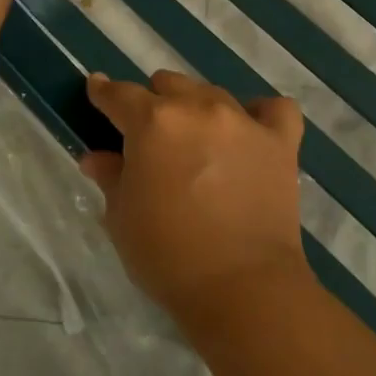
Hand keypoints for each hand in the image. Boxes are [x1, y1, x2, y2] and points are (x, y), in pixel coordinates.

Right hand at [80, 70, 308, 325]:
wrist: (243, 289)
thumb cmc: (168, 256)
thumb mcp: (121, 218)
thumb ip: (110, 177)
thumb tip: (96, 157)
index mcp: (152, 122)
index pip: (119, 95)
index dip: (104, 93)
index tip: (97, 90)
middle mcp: (197, 108)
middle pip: (168, 85)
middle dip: (153, 103)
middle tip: (151, 137)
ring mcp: (243, 121)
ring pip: (211, 93)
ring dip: (196, 108)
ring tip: (197, 140)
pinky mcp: (280, 142)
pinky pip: (274, 109)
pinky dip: (260, 114)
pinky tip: (250, 131)